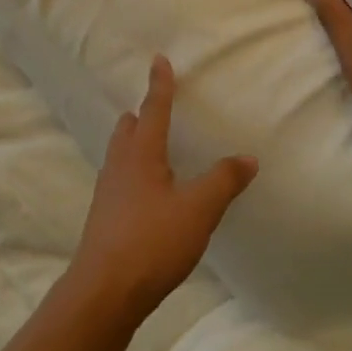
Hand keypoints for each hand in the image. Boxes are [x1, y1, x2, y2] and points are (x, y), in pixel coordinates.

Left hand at [69, 56, 258, 323]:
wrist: (103, 291)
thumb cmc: (152, 242)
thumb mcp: (198, 210)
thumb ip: (223, 182)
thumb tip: (248, 158)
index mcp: (141, 153)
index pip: (154, 108)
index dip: (159, 84)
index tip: (158, 59)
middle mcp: (120, 164)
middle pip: (128, 127)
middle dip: (142, 114)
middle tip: (158, 107)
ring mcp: (107, 191)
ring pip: (120, 152)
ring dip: (135, 141)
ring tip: (154, 146)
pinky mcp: (104, 216)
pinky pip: (119, 178)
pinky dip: (133, 170)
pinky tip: (147, 191)